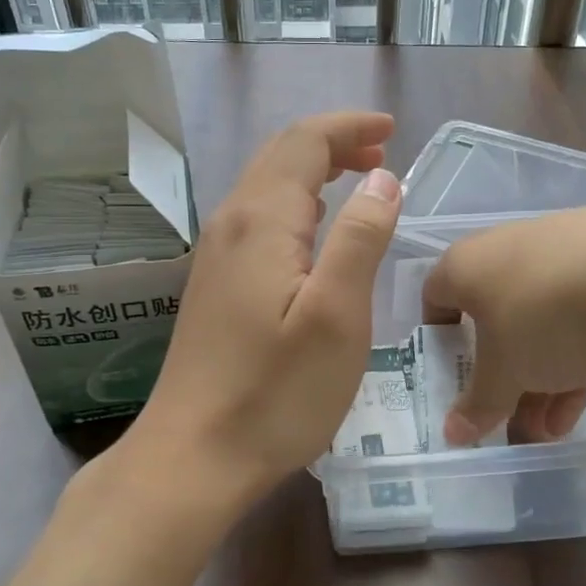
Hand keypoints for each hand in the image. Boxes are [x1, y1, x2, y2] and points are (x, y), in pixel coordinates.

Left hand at [136, 111, 401, 506]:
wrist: (193, 457)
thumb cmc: (275, 393)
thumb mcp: (337, 315)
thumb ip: (360, 238)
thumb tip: (382, 178)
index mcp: (262, 221)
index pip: (304, 142)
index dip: (349, 127)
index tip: (393, 130)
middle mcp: (230, 224)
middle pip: (280, 156)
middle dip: (333, 143)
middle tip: (383, 153)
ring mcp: (215, 256)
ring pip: (267, 186)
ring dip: (314, 171)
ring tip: (360, 181)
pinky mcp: (215, 285)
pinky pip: (258, 218)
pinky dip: (296, 204)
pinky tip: (316, 231)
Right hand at [422, 202, 585, 445]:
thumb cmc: (541, 317)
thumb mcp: (504, 373)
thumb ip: (479, 404)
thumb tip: (453, 433)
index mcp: (467, 265)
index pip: (436, 296)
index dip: (438, 338)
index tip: (452, 374)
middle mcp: (507, 249)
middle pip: (495, 318)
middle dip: (503, 375)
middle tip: (511, 417)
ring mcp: (561, 250)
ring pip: (541, 321)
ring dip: (541, 376)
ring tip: (552, 429)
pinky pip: (580, 312)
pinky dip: (577, 355)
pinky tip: (584, 402)